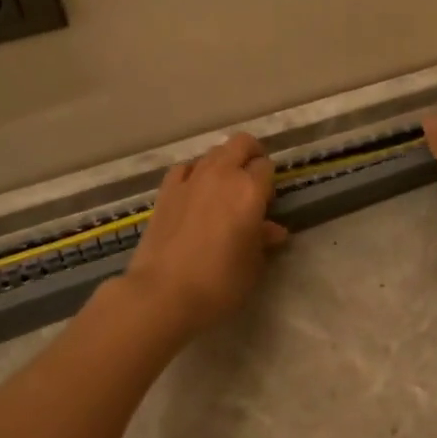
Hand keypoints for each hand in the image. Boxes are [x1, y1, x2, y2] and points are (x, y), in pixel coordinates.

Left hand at [121, 131, 287, 333]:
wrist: (163, 293)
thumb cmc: (219, 283)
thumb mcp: (252, 266)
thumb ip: (263, 241)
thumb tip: (273, 230)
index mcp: (250, 190)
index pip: (267, 166)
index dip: (270, 181)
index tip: (268, 201)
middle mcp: (222, 175)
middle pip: (241, 144)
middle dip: (251, 154)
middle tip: (253, 179)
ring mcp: (190, 179)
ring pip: (213, 152)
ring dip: (223, 163)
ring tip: (223, 189)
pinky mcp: (166, 191)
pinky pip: (185, 168)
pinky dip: (194, 173)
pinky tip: (194, 192)